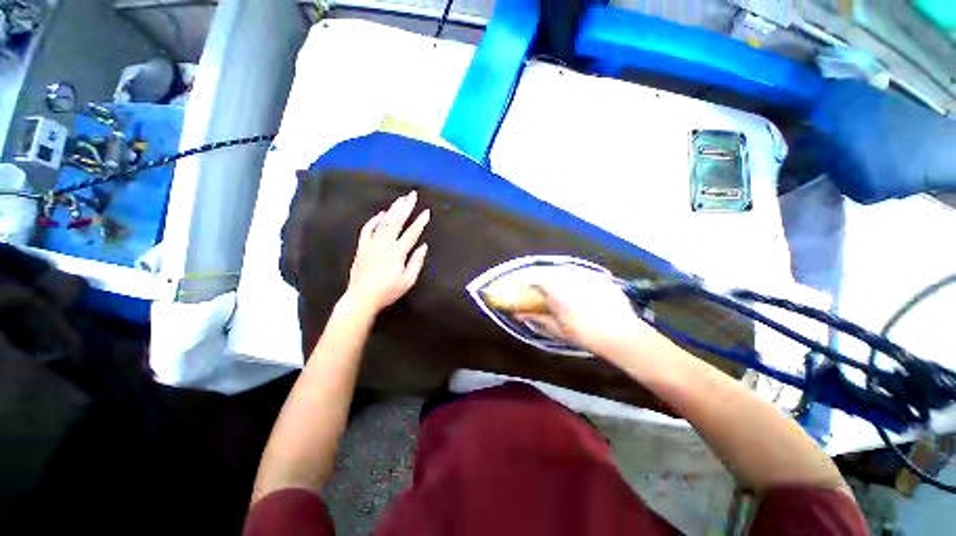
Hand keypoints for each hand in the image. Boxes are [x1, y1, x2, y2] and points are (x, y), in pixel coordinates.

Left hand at [344, 191, 429, 313]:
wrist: (362, 297)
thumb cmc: (388, 291)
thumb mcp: (407, 280)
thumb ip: (416, 262)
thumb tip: (423, 246)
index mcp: (397, 252)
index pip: (412, 233)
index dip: (420, 221)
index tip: (427, 211)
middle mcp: (385, 243)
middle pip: (397, 221)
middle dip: (406, 206)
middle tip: (412, 194)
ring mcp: (371, 243)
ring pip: (383, 221)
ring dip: (392, 209)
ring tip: (400, 199)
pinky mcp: (362, 246)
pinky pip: (367, 229)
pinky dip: (374, 220)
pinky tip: (381, 213)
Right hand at [520, 269, 659, 359]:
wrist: (621, 335)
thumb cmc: (584, 333)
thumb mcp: (556, 328)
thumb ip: (536, 318)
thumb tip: (518, 314)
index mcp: (554, 287)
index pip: (531, 276)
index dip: (520, 279)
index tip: (513, 284)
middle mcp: (568, 275)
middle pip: (547, 271)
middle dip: (538, 278)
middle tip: (535, 289)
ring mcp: (586, 274)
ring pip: (564, 272)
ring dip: (556, 279)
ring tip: (557, 292)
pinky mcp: (600, 278)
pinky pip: (581, 276)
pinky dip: (574, 282)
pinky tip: (580, 294)